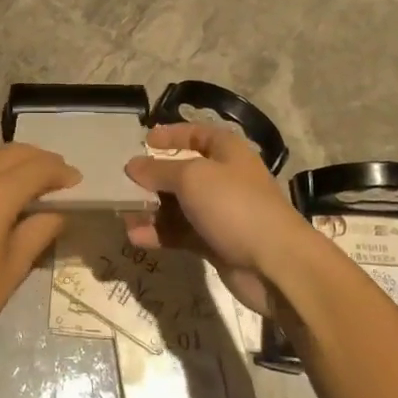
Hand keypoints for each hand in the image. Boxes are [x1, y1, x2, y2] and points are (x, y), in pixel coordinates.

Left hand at [0, 143, 78, 358]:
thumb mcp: (12, 269)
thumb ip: (39, 231)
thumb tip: (56, 213)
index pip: (38, 168)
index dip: (61, 172)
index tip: (77, 183)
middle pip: (12, 152)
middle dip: (40, 160)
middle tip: (58, 178)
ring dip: (13, 162)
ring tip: (29, 182)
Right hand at [123, 123, 310, 316]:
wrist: (274, 264)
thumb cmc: (234, 205)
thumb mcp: (191, 178)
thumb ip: (158, 170)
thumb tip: (132, 166)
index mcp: (227, 152)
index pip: (197, 133)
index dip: (172, 134)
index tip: (144, 141)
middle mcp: (225, 179)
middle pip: (183, 172)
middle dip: (153, 178)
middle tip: (124, 183)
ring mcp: (221, 213)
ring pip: (179, 206)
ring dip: (151, 210)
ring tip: (123, 215)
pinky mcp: (216, 243)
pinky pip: (181, 232)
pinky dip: (160, 234)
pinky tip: (136, 238)